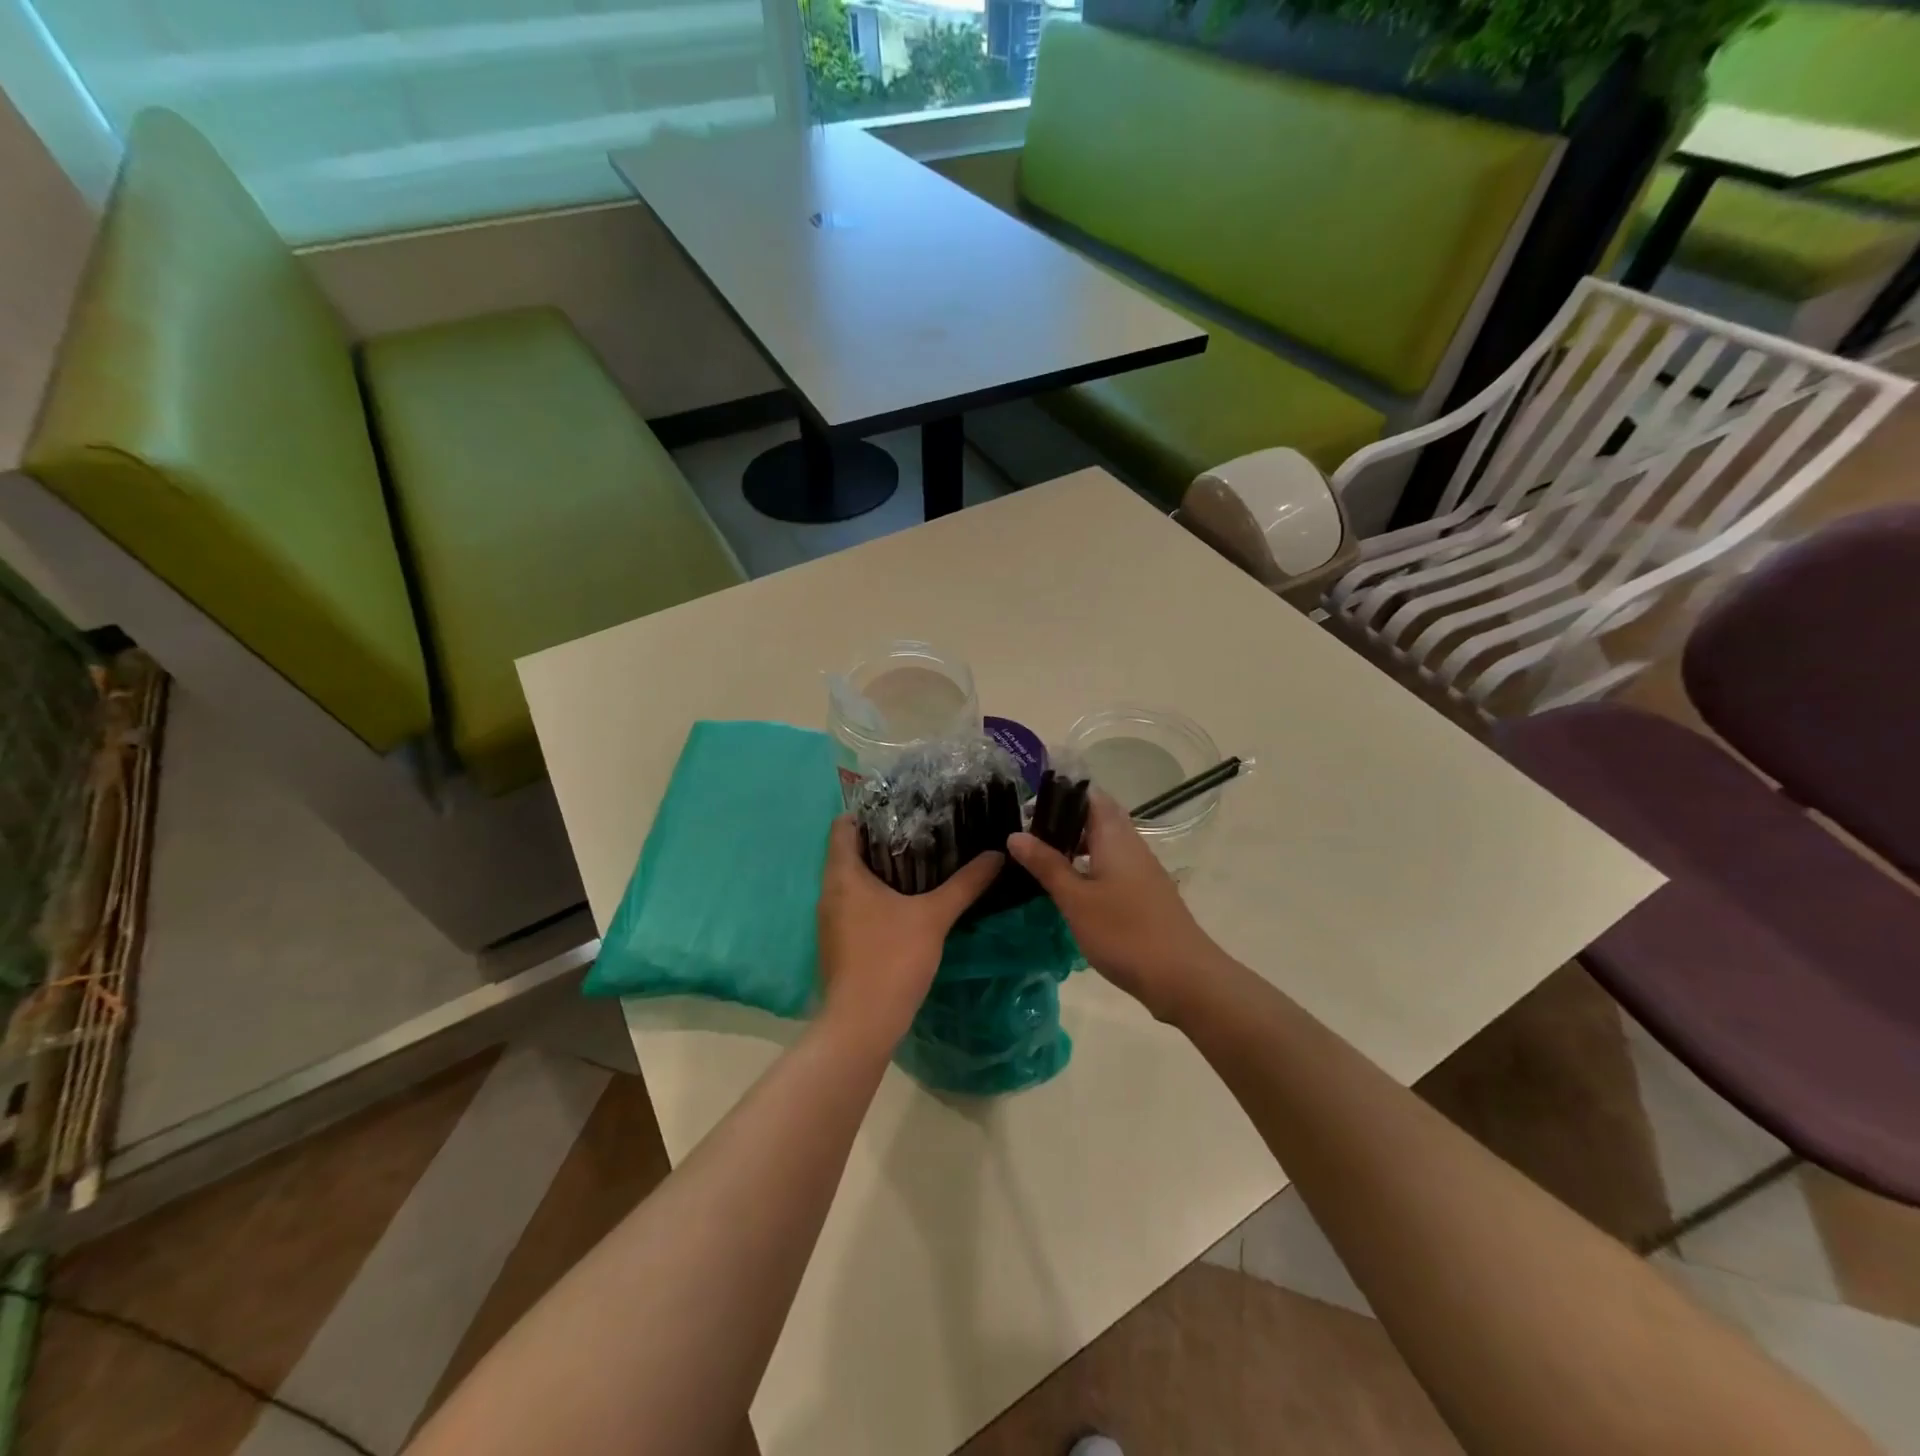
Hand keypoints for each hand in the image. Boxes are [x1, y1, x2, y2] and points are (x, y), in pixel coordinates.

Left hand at [816, 816, 1002, 1052]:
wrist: (861, 1024)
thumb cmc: (891, 958)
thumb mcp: (934, 916)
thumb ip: (966, 883)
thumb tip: (997, 854)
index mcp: (842, 875)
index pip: (843, 825)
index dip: (868, 812)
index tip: (902, 808)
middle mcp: (829, 892)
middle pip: (850, 851)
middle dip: (883, 840)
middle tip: (923, 831)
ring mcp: (831, 920)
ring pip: (853, 881)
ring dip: (882, 870)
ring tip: (923, 861)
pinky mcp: (839, 943)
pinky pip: (856, 905)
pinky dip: (878, 896)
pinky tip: (909, 902)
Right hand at [1008, 789, 1226, 1023]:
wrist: (1183, 977)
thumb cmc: (1124, 933)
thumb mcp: (1076, 899)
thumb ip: (1047, 865)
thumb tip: (1015, 835)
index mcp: (1115, 837)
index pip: (1090, 795)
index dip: (1061, 793)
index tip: (1028, 805)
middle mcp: (1131, 845)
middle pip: (1097, 818)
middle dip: (1063, 821)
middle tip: (1027, 835)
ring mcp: (1142, 870)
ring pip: (1104, 844)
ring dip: (1074, 846)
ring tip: (1040, 861)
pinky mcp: (1145, 894)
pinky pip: (1112, 867)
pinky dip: (1088, 867)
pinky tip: (1069, 889)